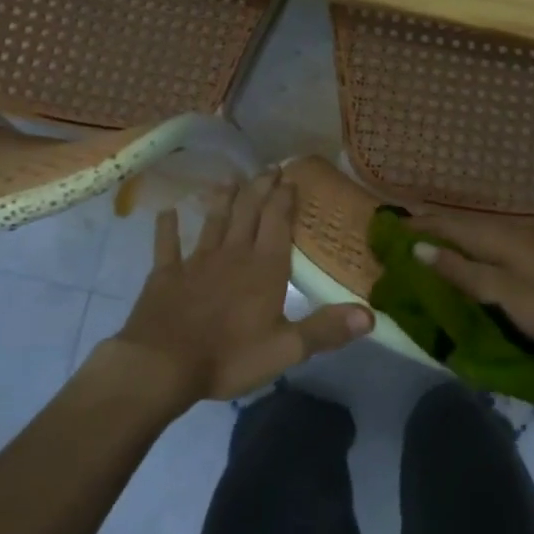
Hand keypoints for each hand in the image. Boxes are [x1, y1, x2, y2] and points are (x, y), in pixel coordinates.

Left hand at [102, 172, 372, 404]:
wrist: (162, 365)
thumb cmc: (229, 357)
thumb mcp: (286, 349)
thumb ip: (326, 330)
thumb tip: (371, 316)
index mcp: (264, 268)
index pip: (278, 222)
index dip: (285, 198)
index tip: (291, 177)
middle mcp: (233, 254)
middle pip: (248, 212)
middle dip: (260, 188)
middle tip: (269, 168)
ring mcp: (197, 261)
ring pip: (214, 221)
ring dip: (224, 200)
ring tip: (231, 179)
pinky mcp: (166, 274)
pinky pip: (167, 245)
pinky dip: (167, 228)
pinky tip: (167, 212)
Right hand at [405, 211, 533, 366]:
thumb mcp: (504, 294)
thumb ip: (462, 272)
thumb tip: (417, 248)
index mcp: (498, 237)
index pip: (446, 225)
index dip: (416, 227)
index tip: (385, 230)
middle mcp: (508, 235)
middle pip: (460, 228)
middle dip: (428, 231)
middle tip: (397, 241)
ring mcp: (523, 248)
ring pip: (474, 239)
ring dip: (447, 243)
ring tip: (421, 251)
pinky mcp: (532, 265)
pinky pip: (487, 252)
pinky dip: (466, 255)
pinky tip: (463, 265)